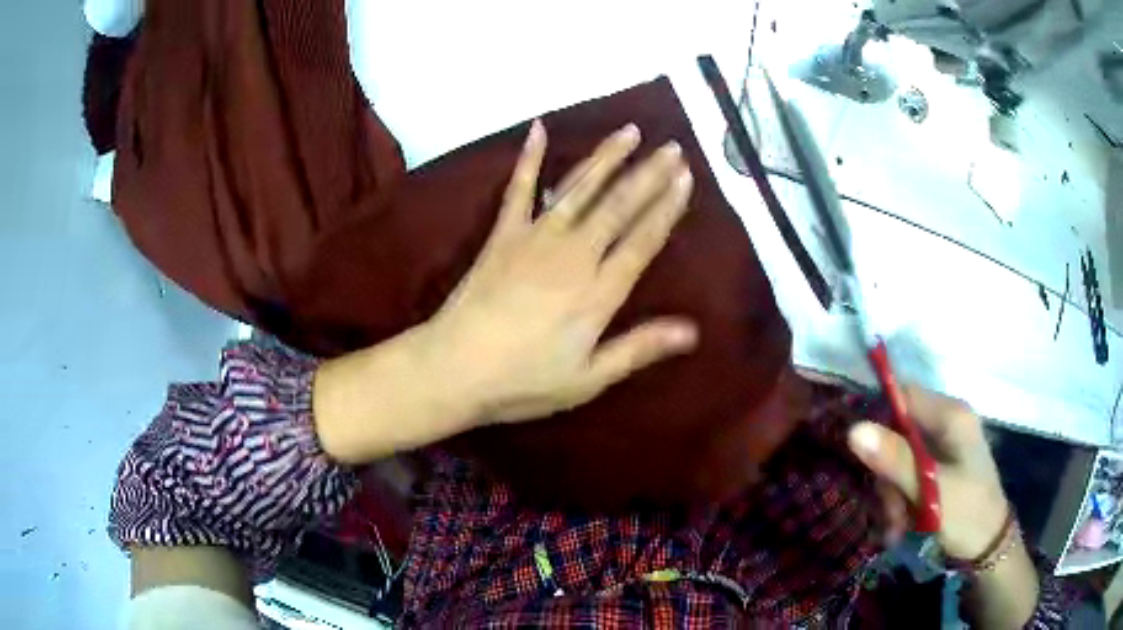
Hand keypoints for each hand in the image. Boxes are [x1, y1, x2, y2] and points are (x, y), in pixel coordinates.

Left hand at [424, 120, 697, 423]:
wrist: (453, 368)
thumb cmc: (523, 381)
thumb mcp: (588, 378)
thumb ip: (639, 348)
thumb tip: (692, 331)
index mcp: (597, 291)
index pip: (642, 240)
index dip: (667, 207)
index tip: (686, 178)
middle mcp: (573, 254)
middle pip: (618, 205)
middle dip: (648, 174)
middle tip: (672, 147)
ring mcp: (534, 238)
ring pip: (579, 187)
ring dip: (606, 157)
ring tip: (629, 131)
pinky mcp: (502, 234)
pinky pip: (518, 189)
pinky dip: (529, 158)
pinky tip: (538, 129)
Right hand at [848, 386, 1008, 558]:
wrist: (988, 546)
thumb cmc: (967, 513)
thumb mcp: (930, 491)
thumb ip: (895, 460)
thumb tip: (853, 429)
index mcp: (951, 415)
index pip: (904, 395)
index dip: (878, 419)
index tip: (861, 456)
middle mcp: (946, 422)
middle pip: (899, 433)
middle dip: (888, 474)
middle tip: (887, 511)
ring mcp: (943, 445)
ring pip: (900, 458)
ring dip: (892, 494)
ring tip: (895, 527)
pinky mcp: (939, 466)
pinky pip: (908, 473)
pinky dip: (900, 499)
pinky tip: (899, 526)